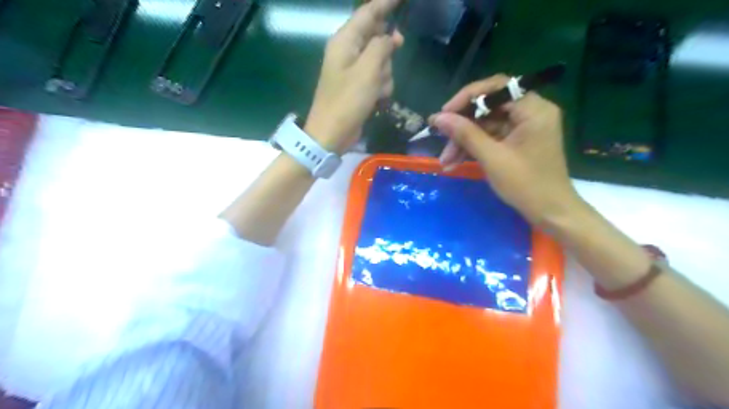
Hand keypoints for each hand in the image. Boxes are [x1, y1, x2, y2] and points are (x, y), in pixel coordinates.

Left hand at [304, 1, 400, 154]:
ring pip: (381, 62)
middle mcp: (348, 52)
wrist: (332, 134)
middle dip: (386, 55)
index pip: (368, 13)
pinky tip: (375, 101)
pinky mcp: (358, 87)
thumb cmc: (347, 101)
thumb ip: (381, 47)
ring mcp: (353, 71)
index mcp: (345, 41)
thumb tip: (390, 37)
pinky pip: (378, 79)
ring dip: (384, 77)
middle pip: (378, 39)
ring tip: (375, 93)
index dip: (386, 3)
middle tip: (381, 71)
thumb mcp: (368, 71)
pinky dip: (380, 89)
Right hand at [432, 74, 580, 224]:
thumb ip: (465, 134)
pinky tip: (455, 162)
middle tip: (441, 140)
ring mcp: (524, 126)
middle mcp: (530, 111)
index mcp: (533, 109)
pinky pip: (490, 136)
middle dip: (462, 126)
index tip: (444, 113)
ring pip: (485, 124)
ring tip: (445, 161)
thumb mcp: (492, 158)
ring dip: (464, 141)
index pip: (496, 87)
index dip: (467, 98)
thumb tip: (438, 117)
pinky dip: (473, 148)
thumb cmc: (526, 185)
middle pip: (488, 107)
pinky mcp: (517, 140)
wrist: (550, 212)